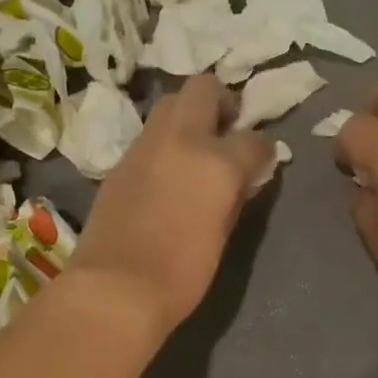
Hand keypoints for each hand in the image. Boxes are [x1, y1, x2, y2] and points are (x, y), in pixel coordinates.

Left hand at [69, 75, 276, 338]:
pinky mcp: (120, 161)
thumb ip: (235, 194)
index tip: (260, 162)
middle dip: (220, 103)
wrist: (115, 288)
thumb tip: (242, 177)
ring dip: (188, 117)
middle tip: (225, 133)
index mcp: (217, 161)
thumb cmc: (182, 273)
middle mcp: (182, 139)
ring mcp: (145, 146)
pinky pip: (149, 135)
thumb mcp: (223, 233)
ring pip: (170, 103)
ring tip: (195, 150)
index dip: (262, 149)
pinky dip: (164, 142)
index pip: (253, 138)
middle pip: (204, 89)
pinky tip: (167, 171)